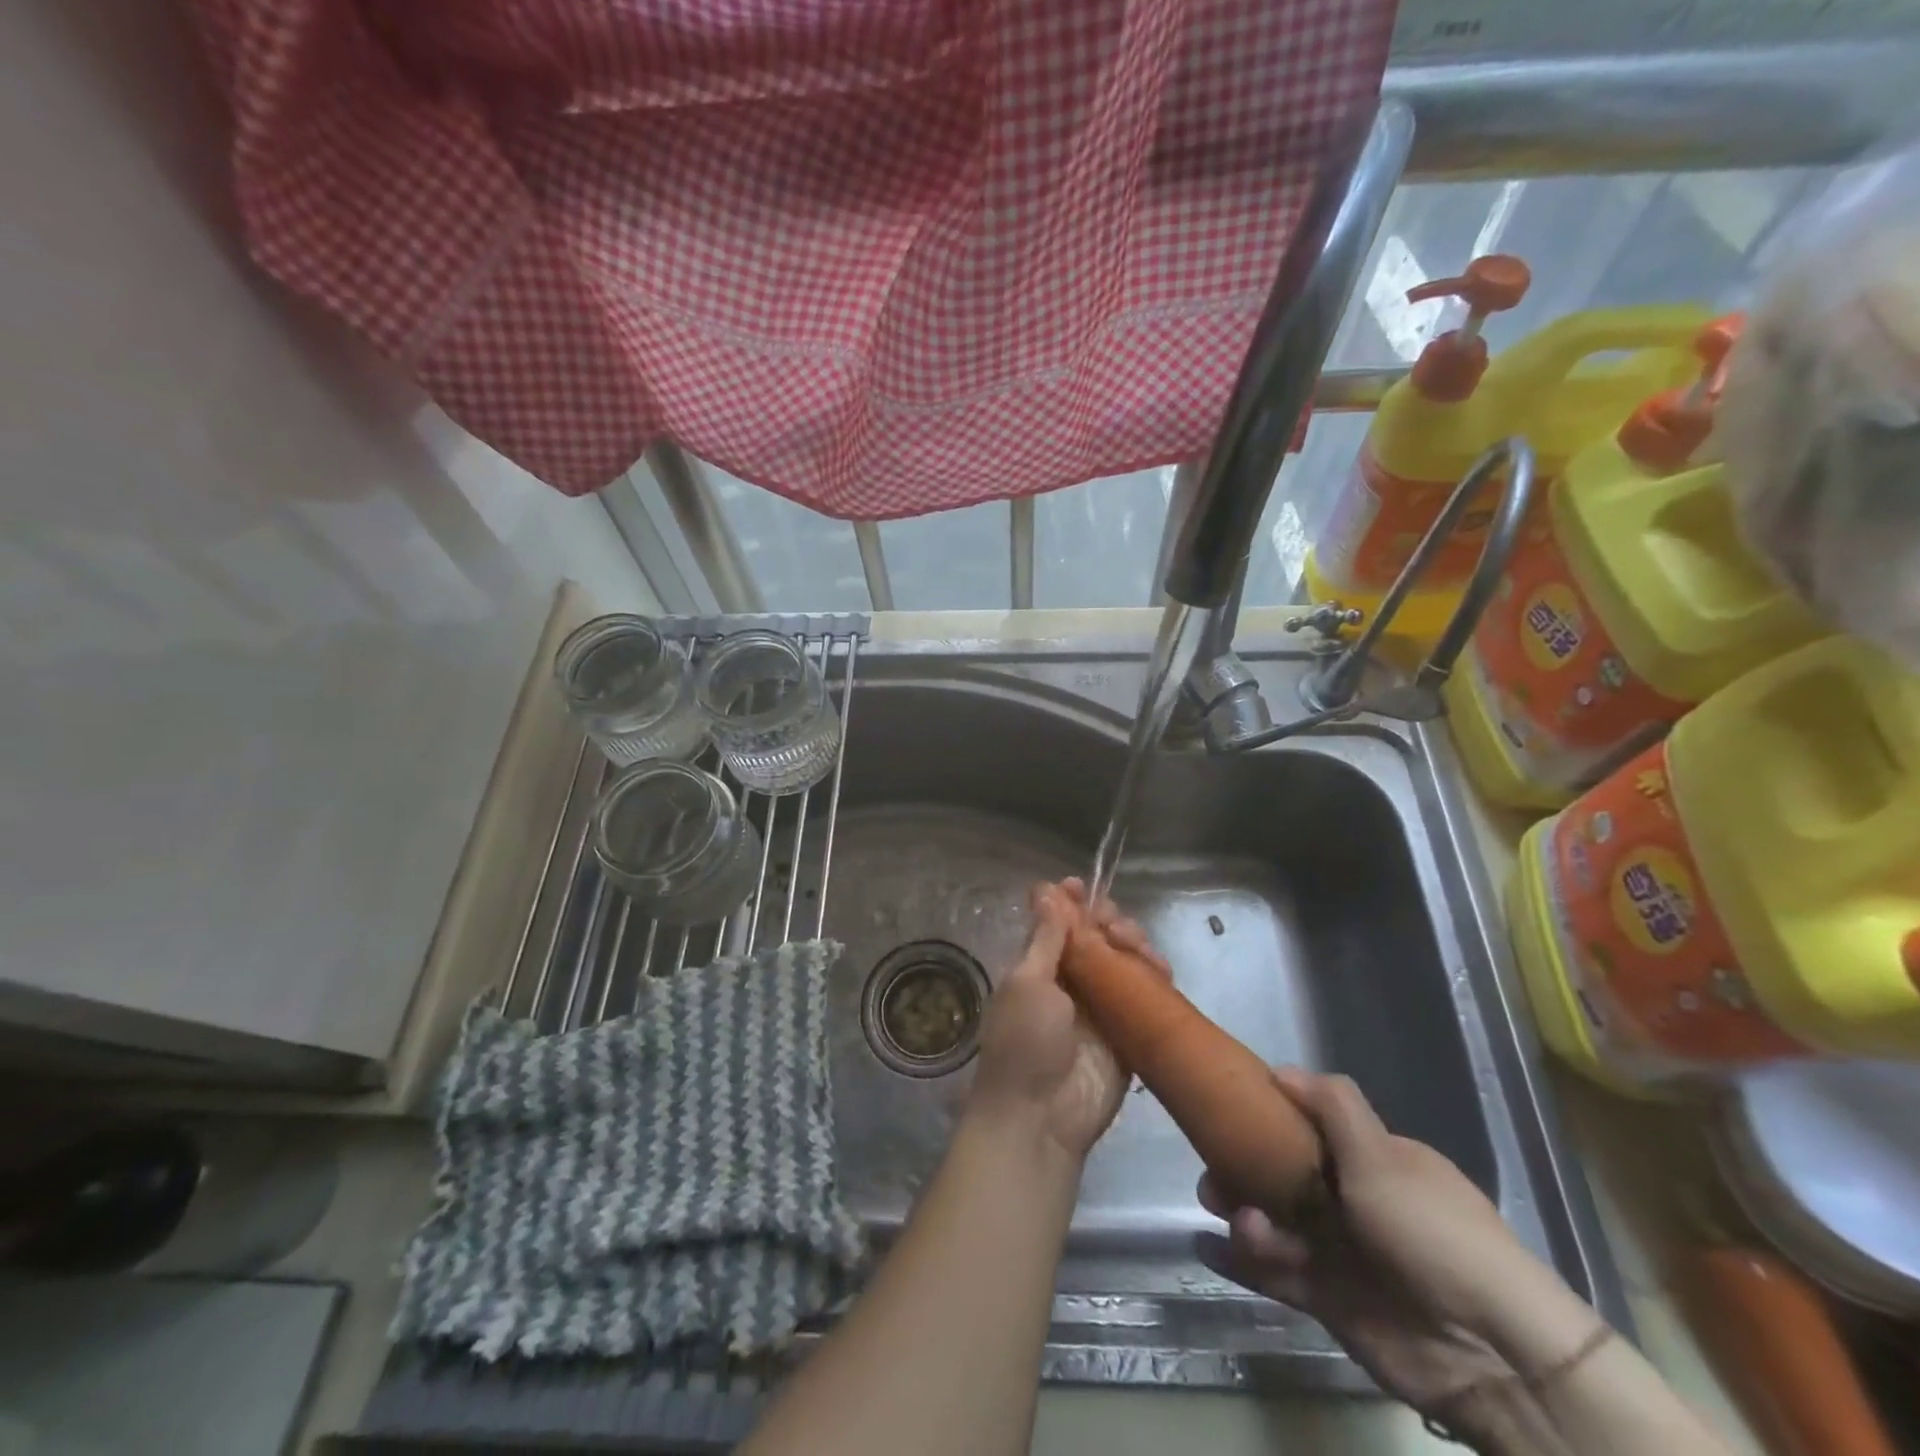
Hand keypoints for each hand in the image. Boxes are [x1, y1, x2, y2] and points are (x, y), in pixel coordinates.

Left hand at [969, 878, 1166, 1162]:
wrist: (1041, 1119)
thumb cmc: (1024, 1042)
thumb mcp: (1026, 983)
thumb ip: (1044, 939)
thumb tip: (1047, 891)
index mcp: (1038, 967)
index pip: (1058, 923)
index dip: (1070, 901)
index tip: (1081, 886)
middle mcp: (1071, 981)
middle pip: (1097, 936)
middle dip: (1107, 919)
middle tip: (1112, 924)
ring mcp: (1103, 1006)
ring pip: (1125, 959)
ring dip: (1133, 942)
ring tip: (1133, 944)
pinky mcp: (1131, 1030)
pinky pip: (1148, 993)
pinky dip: (1155, 974)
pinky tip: (1158, 966)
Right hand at [1195, 1069, 1538, 1415]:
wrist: (1490, 1352)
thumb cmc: (1431, 1232)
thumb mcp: (1381, 1155)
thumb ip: (1331, 1105)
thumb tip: (1278, 1070)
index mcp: (1369, 1161)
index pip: (1306, 1128)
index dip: (1267, 1119)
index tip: (1225, 1112)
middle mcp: (1350, 1200)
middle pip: (1279, 1175)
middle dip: (1240, 1172)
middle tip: (1212, 1179)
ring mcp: (1338, 1251)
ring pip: (1272, 1222)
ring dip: (1244, 1218)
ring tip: (1242, 1225)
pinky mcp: (1327, 1300)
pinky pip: (1272, 1273)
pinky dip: (1239, 1260)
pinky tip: (1207, 1248)